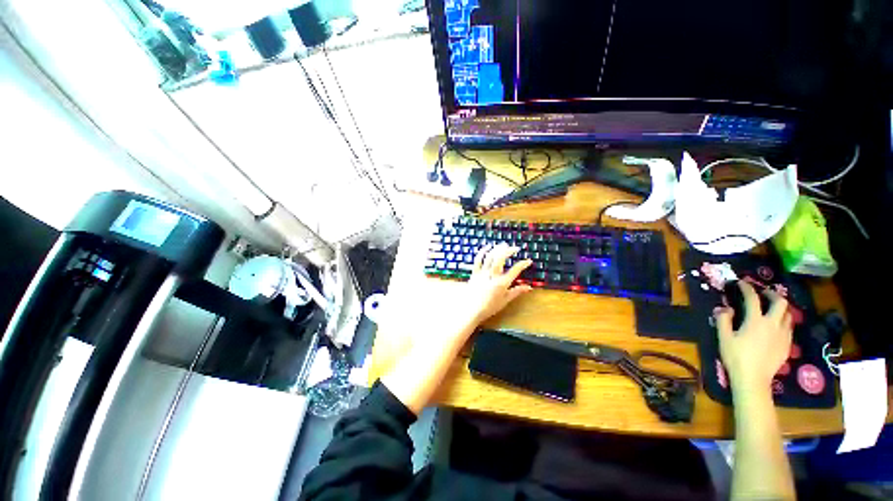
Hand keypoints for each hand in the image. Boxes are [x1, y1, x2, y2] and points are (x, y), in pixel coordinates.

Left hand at [458, 243, 532, 325]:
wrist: (471, 311)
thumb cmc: (489, 307)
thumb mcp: (505, 301)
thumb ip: (516, 292)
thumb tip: (528, 287)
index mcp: (501, 284)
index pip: (515, 271)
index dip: (523, 264)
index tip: (528, 261)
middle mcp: (492, 276)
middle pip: (500, 259)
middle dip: (509, 251)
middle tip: (515, 248)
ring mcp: (482, 273)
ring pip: (490, 257)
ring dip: (497, 249)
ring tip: (503, 245)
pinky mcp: (474, 273)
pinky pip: (478, 260)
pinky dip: (482, 252)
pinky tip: (487, 247)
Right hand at [714, 281, 792, 391]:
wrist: (753, 379)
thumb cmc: (736, 357)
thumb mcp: (724, 338)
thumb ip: (723, 320)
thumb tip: (724, 308)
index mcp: (756, 321)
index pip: (753, 298)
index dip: (747, 288)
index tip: (741, 283)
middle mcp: (773, 324)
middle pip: (780, 303)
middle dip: (772, 294)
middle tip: (763, 294)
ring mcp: (783, 335)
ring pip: (788, 315)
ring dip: (780, 308)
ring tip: (771, 309)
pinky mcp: (787, 345)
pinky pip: (789, 327)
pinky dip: (783, 321)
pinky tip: (775, 327)